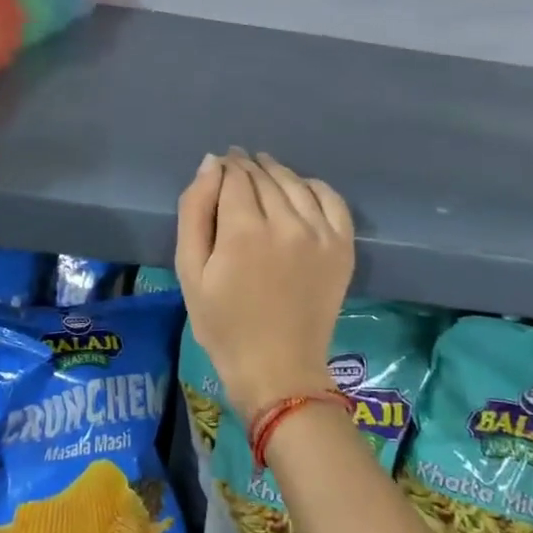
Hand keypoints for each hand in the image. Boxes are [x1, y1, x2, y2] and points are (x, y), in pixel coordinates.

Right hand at [173, 148, 354, 423]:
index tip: (218, 167)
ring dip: (276, 172)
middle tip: (235, 167)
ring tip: (263, 172)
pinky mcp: (342, 246)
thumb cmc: (223, 324)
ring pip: (295, 183)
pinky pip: (331, 199)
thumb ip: (194, 212)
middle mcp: (286, 223)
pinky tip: (300, 189)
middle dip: (247, 167)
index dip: (225, 166)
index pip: (235, 176)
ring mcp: (320, 234)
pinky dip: (313, 186)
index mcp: (243, 230)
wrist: (277, 368)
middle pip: (264, 177)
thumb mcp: (190, 271)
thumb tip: (210, 165)